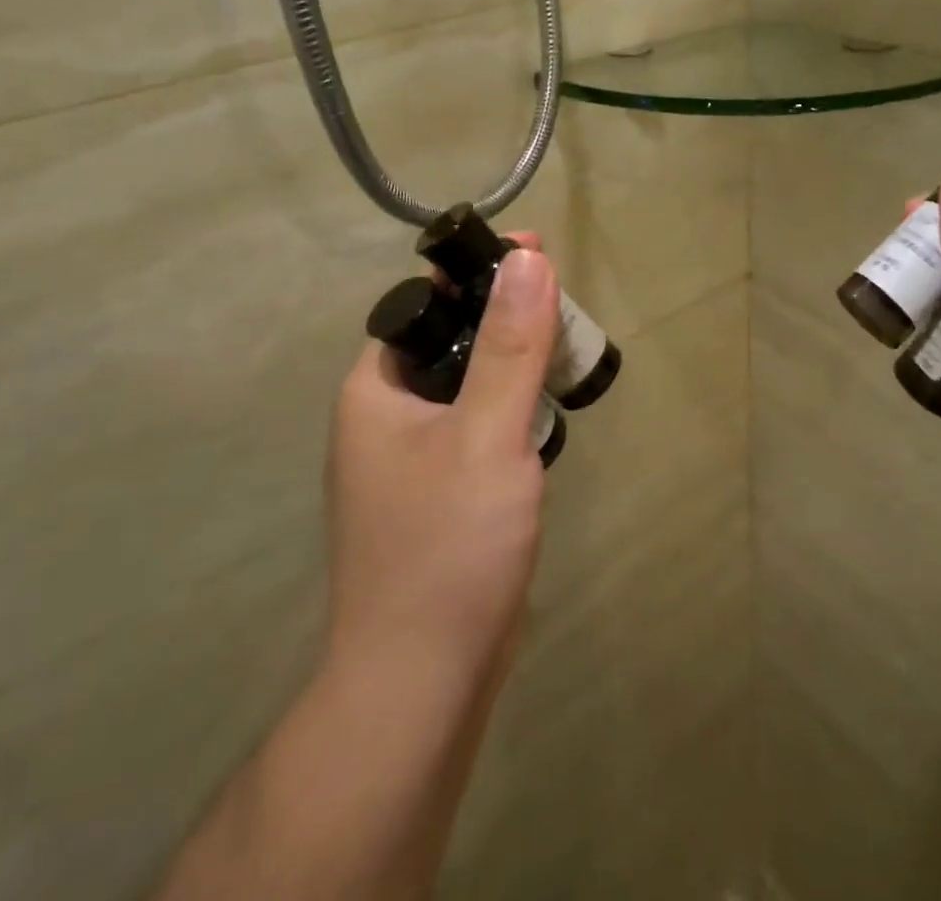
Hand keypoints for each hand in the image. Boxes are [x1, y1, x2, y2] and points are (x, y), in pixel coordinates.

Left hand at [324, 243, 558, 690]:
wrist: (422, 684)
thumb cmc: (448, 546)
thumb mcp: (487, 432)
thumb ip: (509, 344)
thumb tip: (527, 259)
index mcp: (375, 389)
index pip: (426, 302)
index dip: (478, 273)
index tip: (537, 256)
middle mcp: (383, 417)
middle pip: (451, 341)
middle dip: (507, 320)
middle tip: (565, 314)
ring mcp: (409, 461)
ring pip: (469, 388)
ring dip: (514, 368)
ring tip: (565, 358)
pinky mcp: (438, 496)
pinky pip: (477, 429)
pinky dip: (511, 413)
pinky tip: (545, 423)